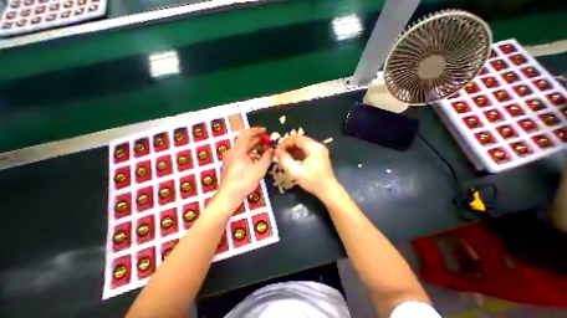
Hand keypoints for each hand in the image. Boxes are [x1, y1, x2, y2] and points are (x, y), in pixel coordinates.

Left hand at [217, 127, 272, 202]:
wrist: (229, 196)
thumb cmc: (244, 181)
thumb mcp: (259, 169)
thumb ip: (267, 157)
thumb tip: (272, 149)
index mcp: (238, 150)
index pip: (247, 134)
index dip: (257, 130)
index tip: (266, 131)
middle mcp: (233, 152)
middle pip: (246, 141)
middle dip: (258, 141)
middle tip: (269, 142)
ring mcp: (232, 159)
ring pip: (245, 149)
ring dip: (256, 149)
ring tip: (267, 151)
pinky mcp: (232, 165)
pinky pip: (243, 156)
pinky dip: (252, 156)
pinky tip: (260, 160)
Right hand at [275, 134, 335, 198]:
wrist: (328, 190)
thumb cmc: (313, 182)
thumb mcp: (296, 172)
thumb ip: (285, 160)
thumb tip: (276, 151)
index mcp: (314, 147)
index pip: (297, 138)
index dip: (285, 142)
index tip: (277, 150)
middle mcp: (317, 146)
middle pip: (299, 140)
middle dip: (288, 146)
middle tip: (279, 154)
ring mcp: (319, 150)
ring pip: (302, 145)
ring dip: (292, 150)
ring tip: (283, 157)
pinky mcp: (318, 155)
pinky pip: (305, 151)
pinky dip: (297, 154)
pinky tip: (291, 160)